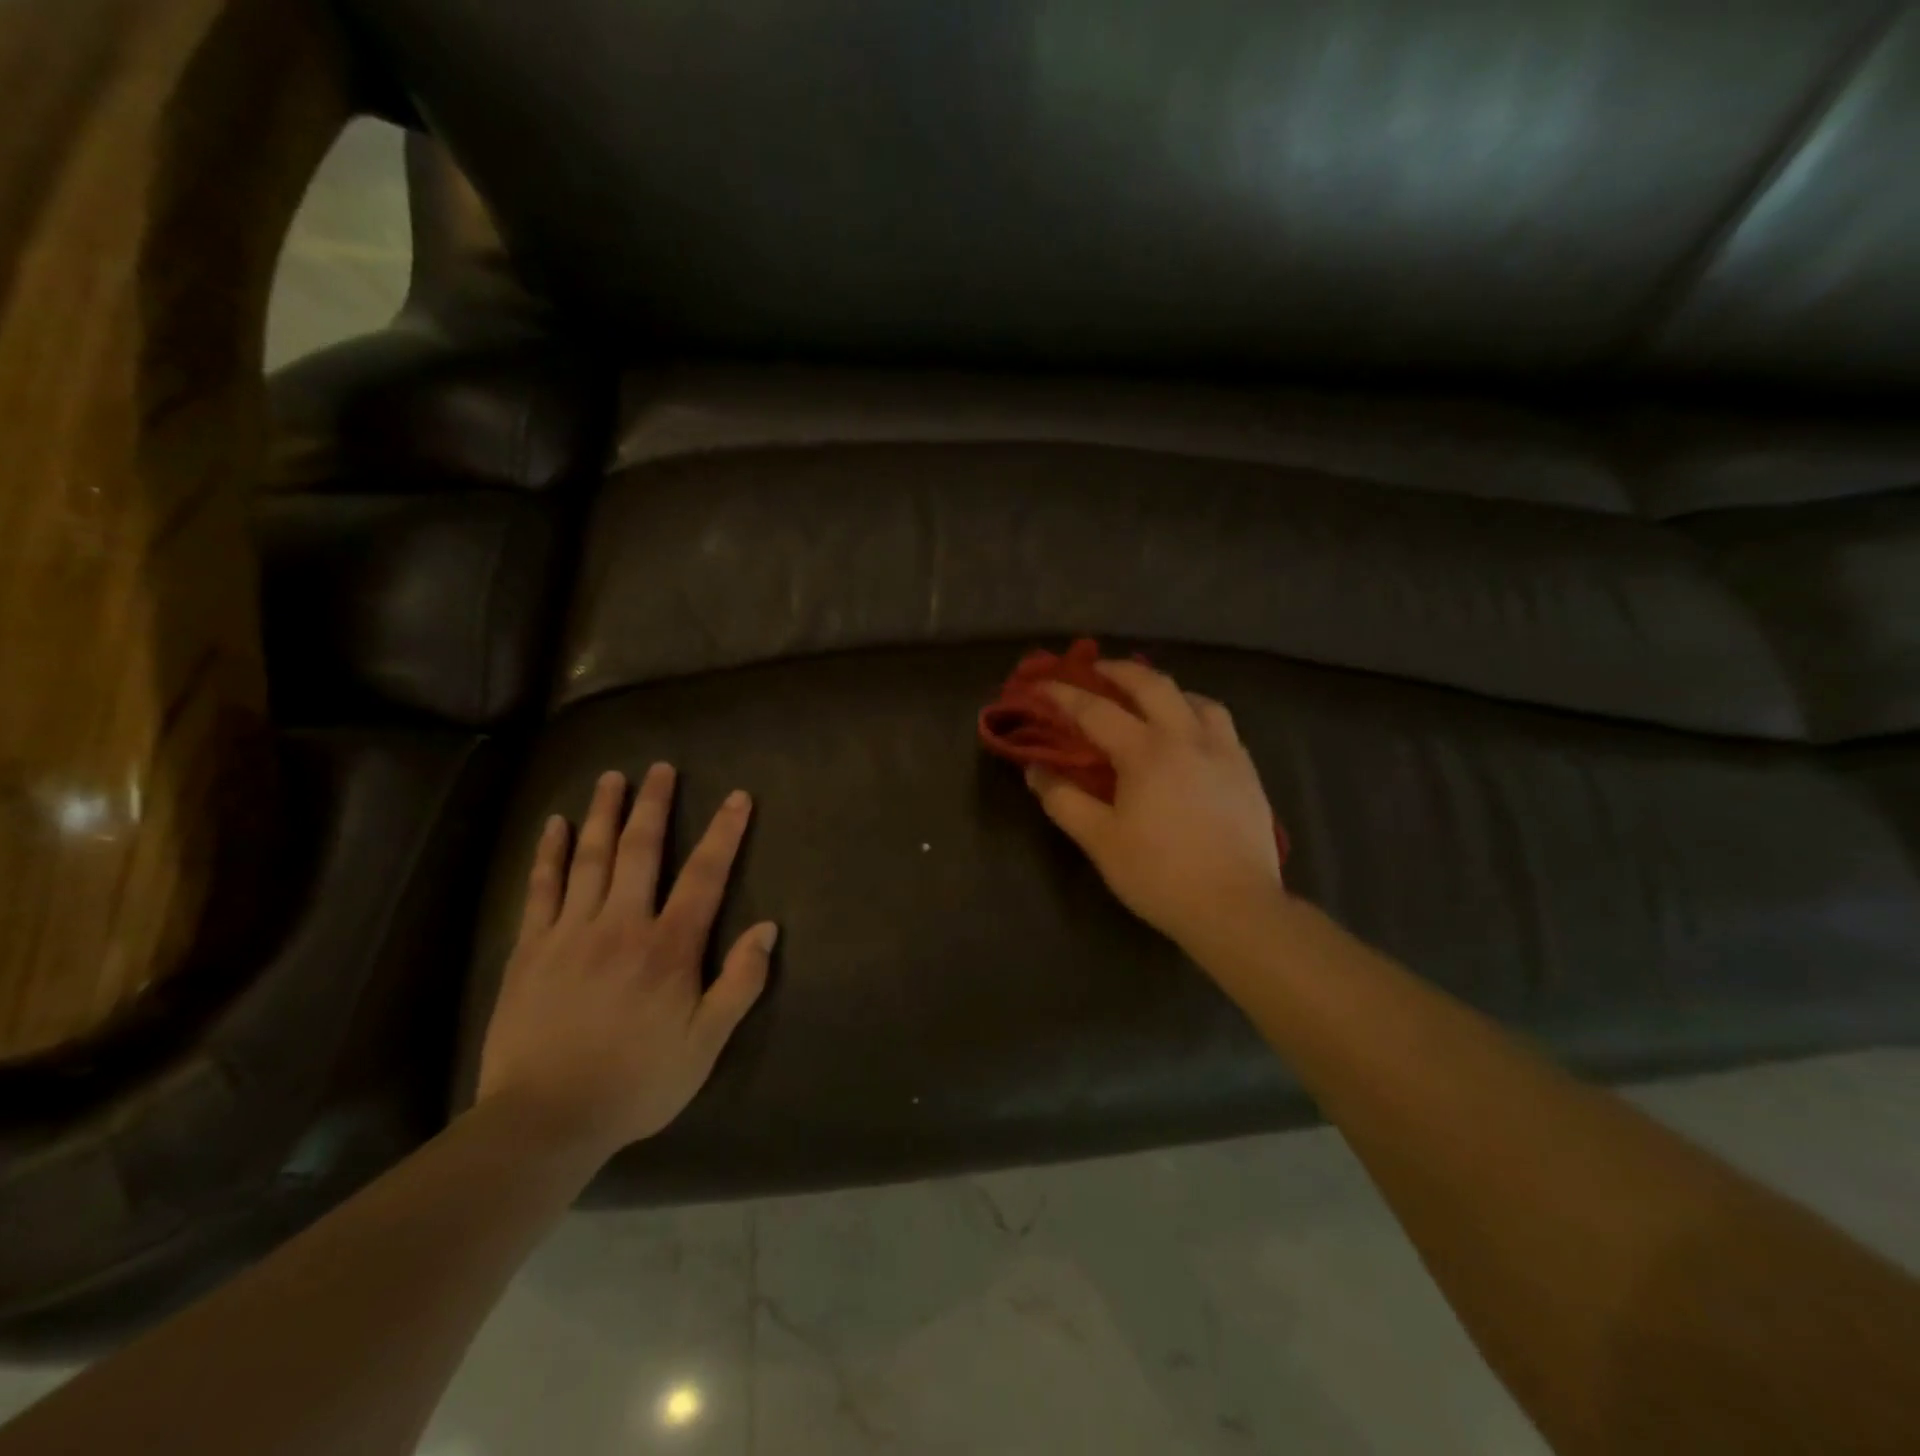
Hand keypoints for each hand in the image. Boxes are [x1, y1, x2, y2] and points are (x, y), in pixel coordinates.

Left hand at [476, 765, 775, 1159]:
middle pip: (641, 851)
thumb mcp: (706, 1044)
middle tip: (661, 768)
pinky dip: (551, 853)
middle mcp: (621, 925)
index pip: (705, 875)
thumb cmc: (637, 1082)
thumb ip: (740, 983)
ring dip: (604, 814)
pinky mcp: (530, 949)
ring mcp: (571, 933)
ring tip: (612, 778)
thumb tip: (767, 928)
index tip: (737, 797)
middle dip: (654, 805)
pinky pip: (541, 889)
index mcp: (669, 947)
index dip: (724, 833)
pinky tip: (556, 826)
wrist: (544, 1120)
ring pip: (591, 858)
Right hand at [1027, 661, 1283, 956]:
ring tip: (1148, 700)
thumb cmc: (1159, 874)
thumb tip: (1036, 769)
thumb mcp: (1100, 840)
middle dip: (1119, 670)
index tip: (1039, 684)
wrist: (1236, 907)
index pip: (1096, 710)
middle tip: (1096, 669)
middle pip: (1152, 684)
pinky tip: (1190, 735)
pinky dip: (1196, 713)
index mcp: (1147, 751)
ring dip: (1165, 690)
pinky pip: (1220, 724)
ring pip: (1195, 698)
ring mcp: (1224, 751)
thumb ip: (1063, 800)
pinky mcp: (1247, 770)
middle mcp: (1188, 737)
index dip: (1063, 695)